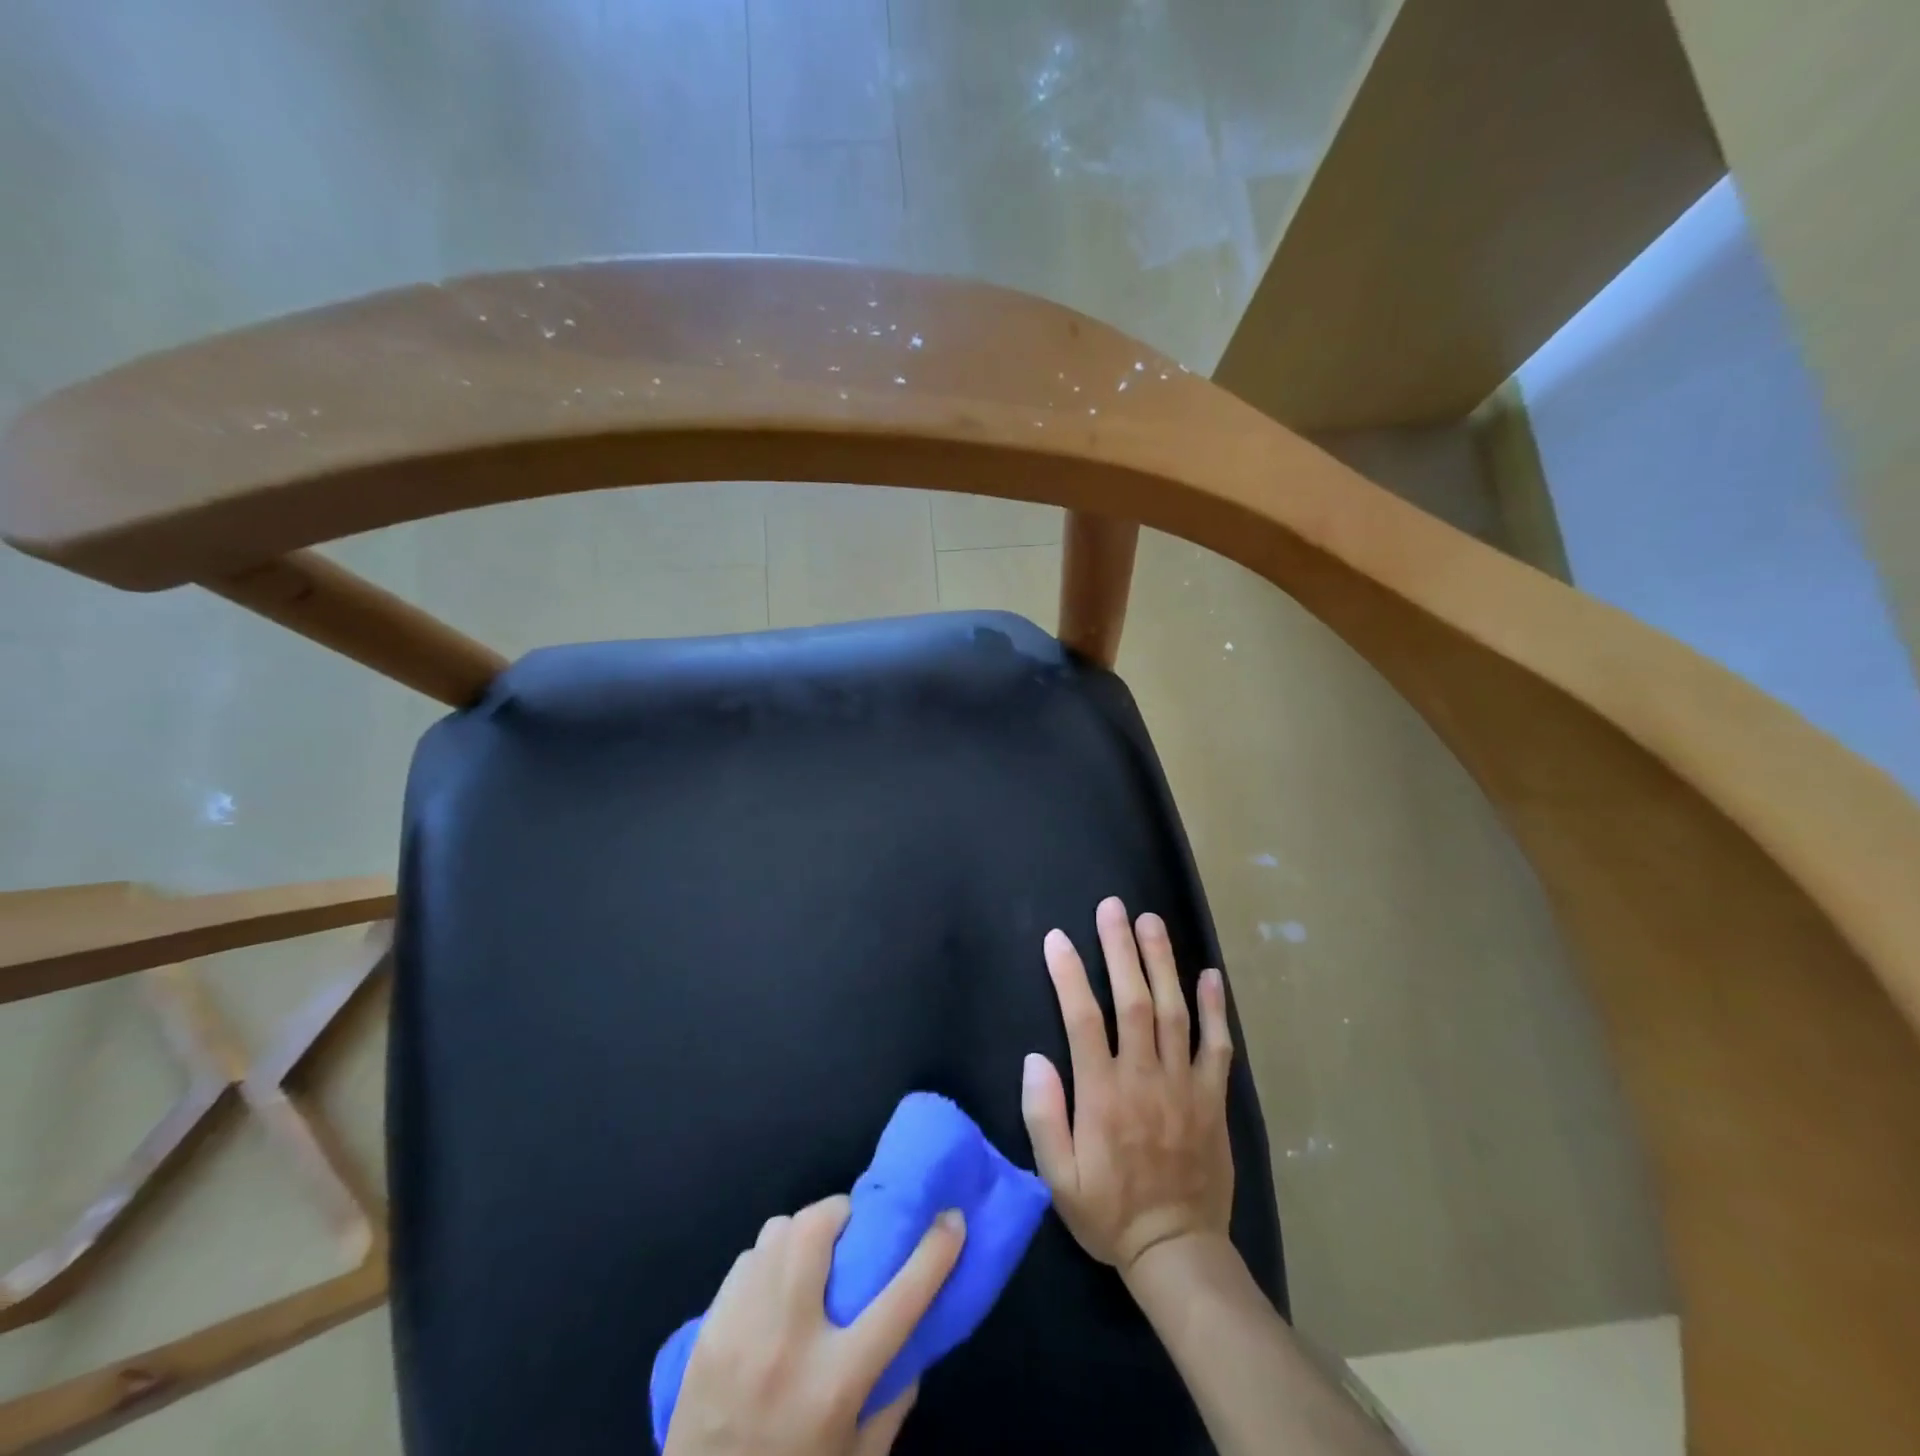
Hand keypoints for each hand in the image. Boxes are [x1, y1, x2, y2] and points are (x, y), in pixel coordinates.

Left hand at [664, 1195, 965, 1455]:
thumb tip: (916, 1331)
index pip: (900, 1298)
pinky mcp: (710, 1329)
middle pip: (817, 1231)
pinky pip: (746, 1260)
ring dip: (803, 1233)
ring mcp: (742, 1329)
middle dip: (841, 1213)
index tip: (952, 1218)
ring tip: (810, 1257)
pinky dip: (767, 1260)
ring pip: (778, 1233)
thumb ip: (894, 1394)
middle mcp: (789, 1342)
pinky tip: (772, 1288)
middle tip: (852, 1229)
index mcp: (836, 1382)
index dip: (934, 1251)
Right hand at [1021, 896, 1234, 1274]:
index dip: (1070, 975)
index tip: (1058, 938)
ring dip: (1163, 962)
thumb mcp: (1058, 1179)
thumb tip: (1035, 1058)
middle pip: (1134, 1001)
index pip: (1083, 1020)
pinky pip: (1217, 1046)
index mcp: (1103, 1095)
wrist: (1177, 1252)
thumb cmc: (1109, 1213)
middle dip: (1121, 949)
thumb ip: (1044, 1117)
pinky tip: (1211, 975)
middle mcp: (1145, 1078)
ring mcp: (1185, 1085)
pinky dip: (1216, 1009)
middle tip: (1113, 908)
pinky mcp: (1213, 1098)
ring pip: (1175, 1011)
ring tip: (1152, 922)